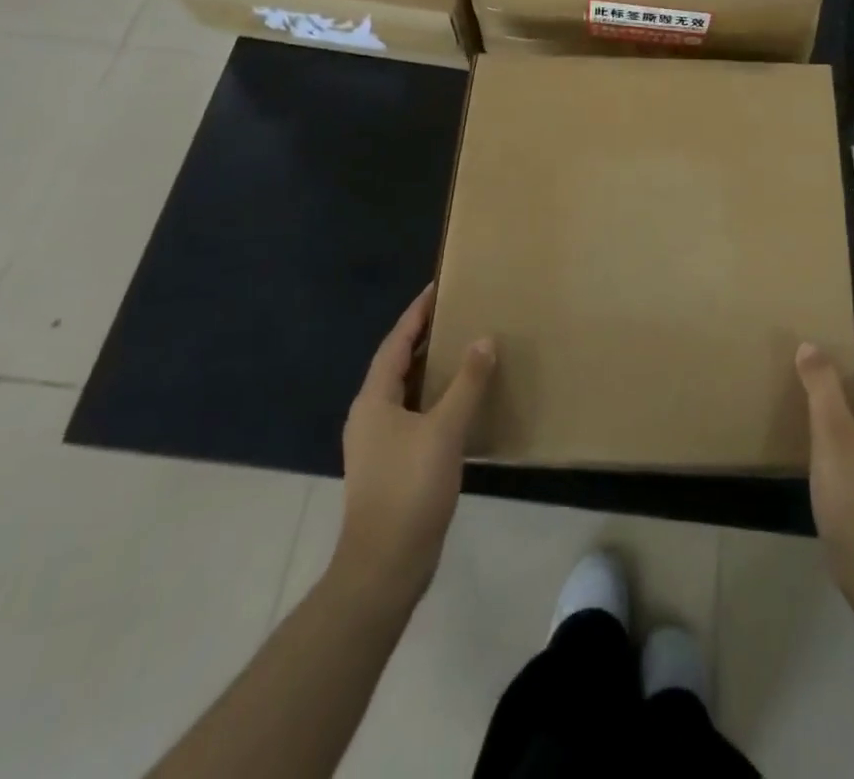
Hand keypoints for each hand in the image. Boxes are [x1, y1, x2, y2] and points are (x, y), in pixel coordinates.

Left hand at [336, 287, 494, 609]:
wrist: (384, 567)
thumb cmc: (409, 490)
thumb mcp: (444, 431)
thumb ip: (466, 383)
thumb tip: (483, 339)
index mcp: (374, 399)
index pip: (396, 342)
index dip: (417, 313)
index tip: (438, 287)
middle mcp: (370, 414)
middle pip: (397, 363)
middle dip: (424, 337)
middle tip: (457, 313)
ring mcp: (379, 442)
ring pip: (406, 391)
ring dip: (430, 368)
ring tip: (463, 348)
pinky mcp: (392, 464)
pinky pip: (414, 414)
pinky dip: (435, 398)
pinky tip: (460, 401)